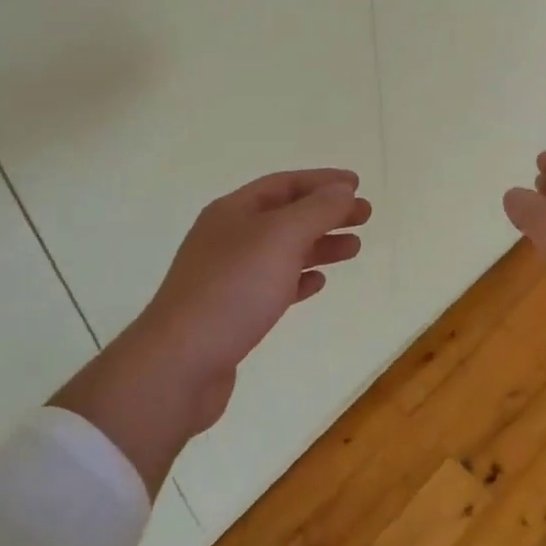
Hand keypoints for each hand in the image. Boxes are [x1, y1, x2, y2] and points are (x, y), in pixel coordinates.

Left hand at [50, 168, 369, 495]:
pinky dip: (298, 278)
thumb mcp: (281, 237)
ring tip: (353, 248)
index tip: (357, 185)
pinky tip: (318, 283)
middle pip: (285, 216)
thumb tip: (343, 190)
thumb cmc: (233, 289)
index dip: (322, 181)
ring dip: (318, 245)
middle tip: (365, 215)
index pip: (284, 184)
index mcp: (233, 211)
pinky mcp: (230, 313)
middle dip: (326, 213)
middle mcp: (227, 237)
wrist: (180, 364)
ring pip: (282, 250)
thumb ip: (317, 210)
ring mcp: (227, 276)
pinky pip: (272, 285)